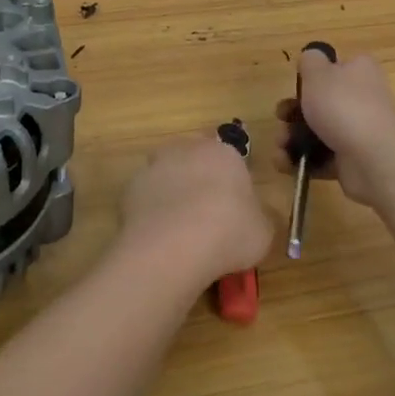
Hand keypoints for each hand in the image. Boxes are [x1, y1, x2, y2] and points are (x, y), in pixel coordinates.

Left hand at [119, 135, 273, 285]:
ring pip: (168, 176)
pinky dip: (152, 211)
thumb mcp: (264, 231)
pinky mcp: (130, 187)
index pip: (230, 159)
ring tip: (181, 230)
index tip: (233, 208)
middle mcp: (186, 149)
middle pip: (195, 160)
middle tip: (207, 216)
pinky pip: (147, 197)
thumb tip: (255, 217)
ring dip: (173, 194)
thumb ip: (260, 218)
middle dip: (199, 181)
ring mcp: (155, 166)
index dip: (231, 183)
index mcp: (223, 153)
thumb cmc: (229, 231)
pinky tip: (160, 237)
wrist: (174, 246)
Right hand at [274, 50, 394, 209]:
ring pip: (317, 131)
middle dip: (292, 112)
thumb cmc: (343, 106)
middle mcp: (362, 99)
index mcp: (359, 71)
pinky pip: (321, 158)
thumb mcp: (318, 71)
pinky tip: (284, 164)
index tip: (296, 86)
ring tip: (279, 146)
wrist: (375, 160)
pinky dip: (302, 161)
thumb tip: (311, 60)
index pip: (334, 67)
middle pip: (320, 102)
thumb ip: (310, 60)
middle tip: (280, 118)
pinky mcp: (352, 160)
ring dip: (292, 138)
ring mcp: (357, 131)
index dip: (312, 76)